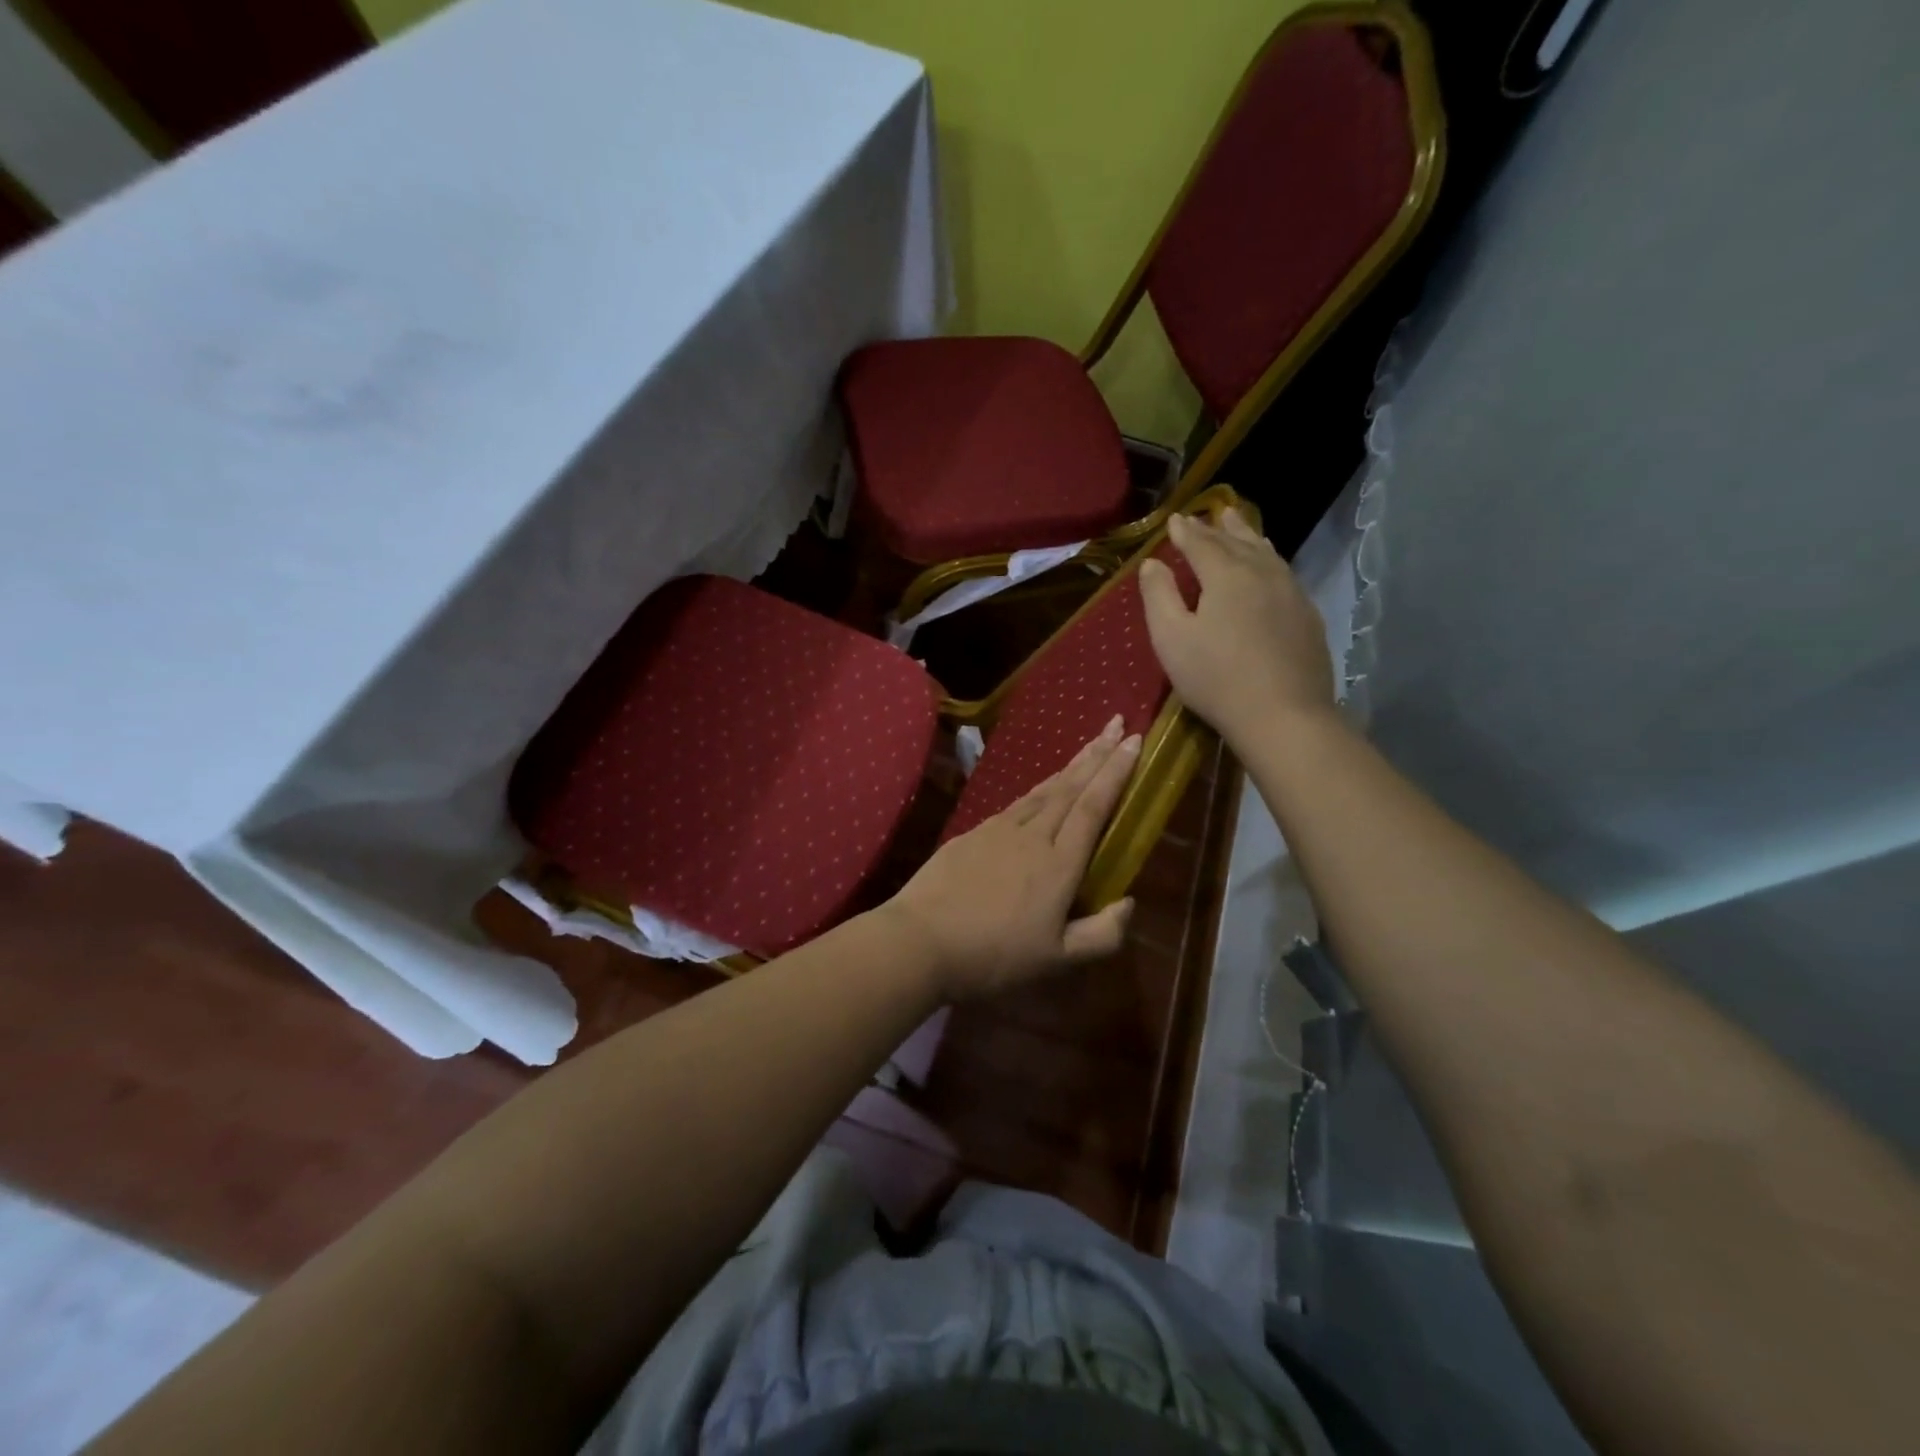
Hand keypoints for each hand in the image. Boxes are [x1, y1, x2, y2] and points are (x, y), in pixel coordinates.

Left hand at [882, 716, 1139, 999]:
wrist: (921, 941)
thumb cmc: (994, 955)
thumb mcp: (1056, 960)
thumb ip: (1101, 935)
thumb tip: (1129, 903)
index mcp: (1058, 864)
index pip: (1093, 807)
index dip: (1115, 773)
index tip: (1133, 741)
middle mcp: (1032, 836)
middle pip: (1070, 787)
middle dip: (1097, 754)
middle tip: (1116, 722)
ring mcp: (998, 830)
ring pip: (1042, 790)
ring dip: (1069, 766)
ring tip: (1088, 746)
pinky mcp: (972, 834)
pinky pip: (1016, 803)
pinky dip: (1037, 789)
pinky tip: (1041, 790)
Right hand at [1139, 507, 1337, 750]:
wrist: (1283, 715)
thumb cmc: (1215, 677)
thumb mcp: (1171, 638)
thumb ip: (1158, 595)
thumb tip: (1151, 563)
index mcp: (1226, 575)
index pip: (1201, 543)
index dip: (1185, 531)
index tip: (1174, 520)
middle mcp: (1262, 573)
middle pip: (1238, 542)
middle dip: (1219, 528)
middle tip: (1210, 514)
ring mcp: (1291, 593)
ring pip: (1266, 554)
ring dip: (1249, 538)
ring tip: (1240, 526)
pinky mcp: (1308, 616)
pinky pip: (1284, 574)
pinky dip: (1269, 561)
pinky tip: (1270, 568)